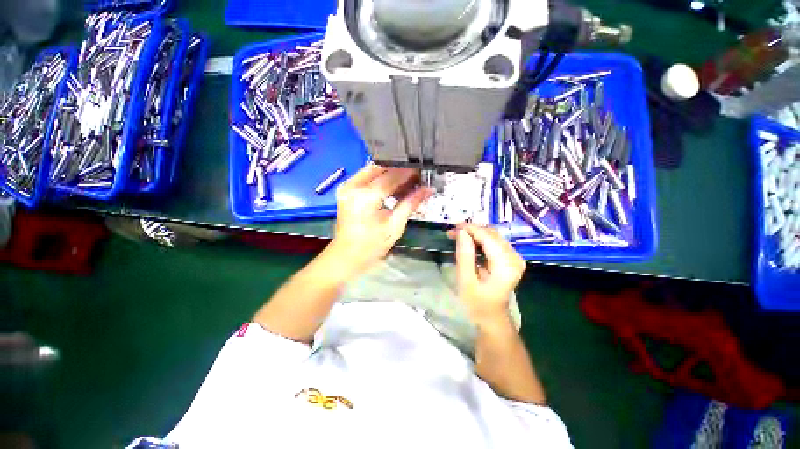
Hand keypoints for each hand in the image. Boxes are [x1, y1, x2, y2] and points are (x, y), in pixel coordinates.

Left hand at [330, 164, 432, 276]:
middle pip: (381, 167)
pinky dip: (380, 178)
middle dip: (399, 170)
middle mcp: (354, 186)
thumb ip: (410, 203)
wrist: (347, 256)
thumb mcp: (395, 226)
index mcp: (366, 197)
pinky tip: (392, 186)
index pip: (392, 176)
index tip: (423, 172)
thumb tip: (427, 189)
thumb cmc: (372, 245)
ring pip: (373, 169)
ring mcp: (347, 186)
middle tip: (415, 177)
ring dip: (390, 173)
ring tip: (406, 181)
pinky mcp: (346, 190)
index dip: (409, 173)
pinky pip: (366, 176)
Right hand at [447, 224, 525, 325]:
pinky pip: (494, 242)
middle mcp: (515, 258)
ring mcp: (515, 258)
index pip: (488, 237)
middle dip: (471, 230)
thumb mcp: (466, 280)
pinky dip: (480, 240)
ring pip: (493, 236)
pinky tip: (468, 242)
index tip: (453, 227)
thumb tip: (461, 232)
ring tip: (457, 236)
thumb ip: (465, 255)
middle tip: (452, 232)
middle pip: (492, 234)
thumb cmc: (477, 303)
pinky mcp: (510, 259)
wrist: (492, 318)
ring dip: (475, 234)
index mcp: (506, 265)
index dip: (470, 229)